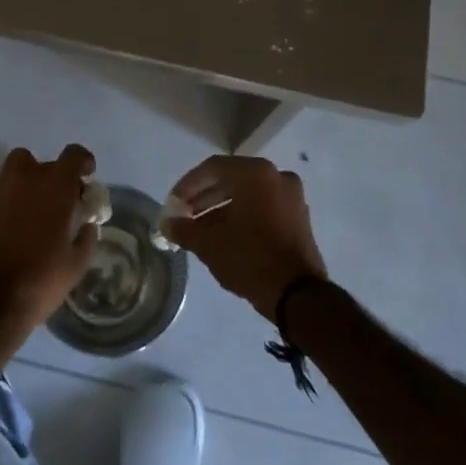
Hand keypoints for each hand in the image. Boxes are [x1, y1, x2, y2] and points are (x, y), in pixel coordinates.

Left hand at [0, 144, 97, 345]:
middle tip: (55, 204)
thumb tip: (86, 223)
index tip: (86, 176)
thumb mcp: (76, 263)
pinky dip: (4, 196)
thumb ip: (86, 236)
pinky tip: (5, 223)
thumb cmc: (40, 281)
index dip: (83, 162)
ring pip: (15, 170)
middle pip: (43, 163)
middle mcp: (25, 176)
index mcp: (55, 186)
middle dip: (52, 178)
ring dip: (25, 182)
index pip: (74, 155)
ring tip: (27, 210)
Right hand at [164, 155, 326, 320]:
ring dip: (221, 209)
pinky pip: (263, 206)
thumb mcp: (210, 245)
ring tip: (200, 230)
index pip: (212, 168)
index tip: (173, 203)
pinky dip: (242, 215)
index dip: (188, 185)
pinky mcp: (298, 217)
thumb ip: (184, 229)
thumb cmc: (250, 259)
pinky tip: (224, 235)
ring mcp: (291, 196)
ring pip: (247, 194)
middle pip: (231, 179)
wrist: (299, 295)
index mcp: (255, 173)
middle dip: (204, 198)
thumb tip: (167, 224)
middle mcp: (276, 176)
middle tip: (184, 216)